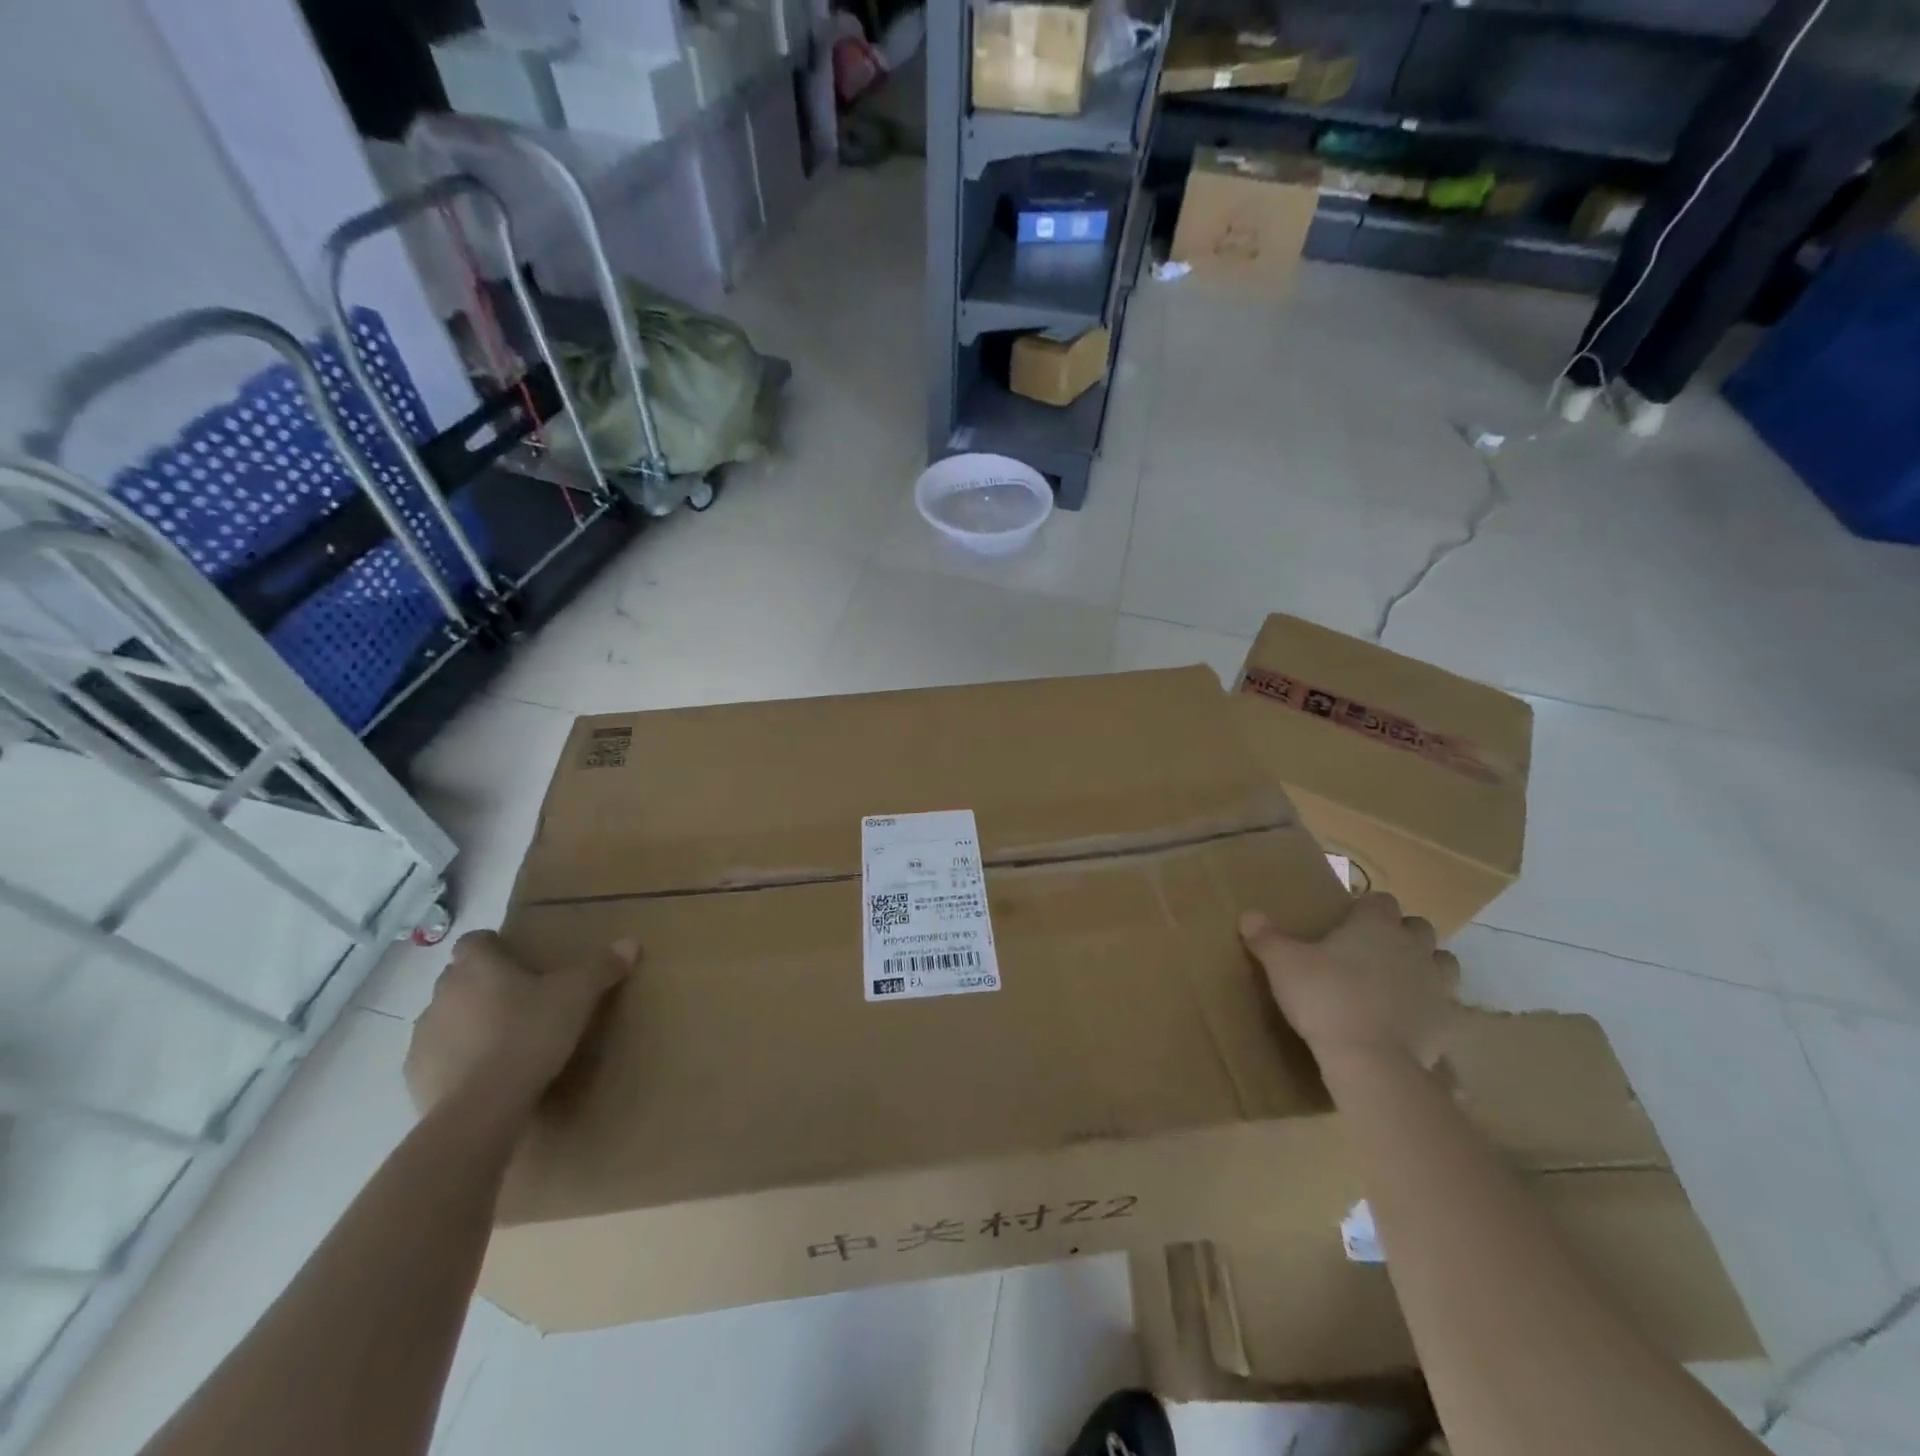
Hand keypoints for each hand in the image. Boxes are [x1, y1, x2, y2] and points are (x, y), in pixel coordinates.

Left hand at [404, 930, 636, 1120]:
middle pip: (459, 977)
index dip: (494, 946)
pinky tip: (483, 1075)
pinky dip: (456, 1059)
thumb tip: (630, 943)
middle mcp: (442, 993)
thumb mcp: (578, 996)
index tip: (517, 960)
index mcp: (478, 966)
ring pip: (446, 1017)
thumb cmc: (530, 1034)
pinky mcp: (413, 1076)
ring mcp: (422, 1036)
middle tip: (520, 1000)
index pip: (475, 941)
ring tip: (503, 1040)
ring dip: (468, 1022)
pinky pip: (436, 1057)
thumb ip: (602, 967)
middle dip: (483, 984)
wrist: (480, 1108)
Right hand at [1240, 893, 1458, 1066]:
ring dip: (1424, 966)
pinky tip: (1409, 1020)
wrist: (1372, 1061)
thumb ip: (1266, 937)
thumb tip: (1249, 915)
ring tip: (1396, 981)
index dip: (1365, 909)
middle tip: (1369, 952)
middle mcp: (1413, 947)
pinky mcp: (1449, 1022)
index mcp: (1376, 925)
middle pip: (1417, 927)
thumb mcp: (1282, 964)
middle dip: (1399, 934)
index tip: (1346, 923)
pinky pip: (1446, 1006)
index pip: (1380, 900)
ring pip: (1442, 962)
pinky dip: (1431, 1008)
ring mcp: (1437, 985)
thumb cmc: (1325, 998)